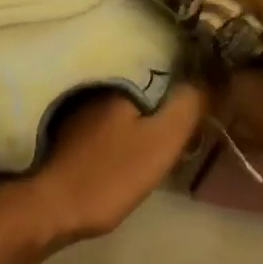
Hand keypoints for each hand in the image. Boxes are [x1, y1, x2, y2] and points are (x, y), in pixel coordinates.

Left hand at [17, 84, 206, 247]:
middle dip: (168, 84)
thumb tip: (214, 73)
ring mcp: (80, 97)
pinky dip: (125, 113)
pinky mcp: (69, 119)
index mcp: (121, 72)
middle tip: (193, 103)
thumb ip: (189, 106)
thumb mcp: (160, 142)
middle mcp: (98, 75)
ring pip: (126, 91)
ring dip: (146, 100)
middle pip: (145, 74)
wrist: (48, 206)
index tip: (209, 81)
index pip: (164, 57)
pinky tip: (133, 129)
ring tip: (169, 115)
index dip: (189, 69)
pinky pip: (109, 106)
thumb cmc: (108, 172)